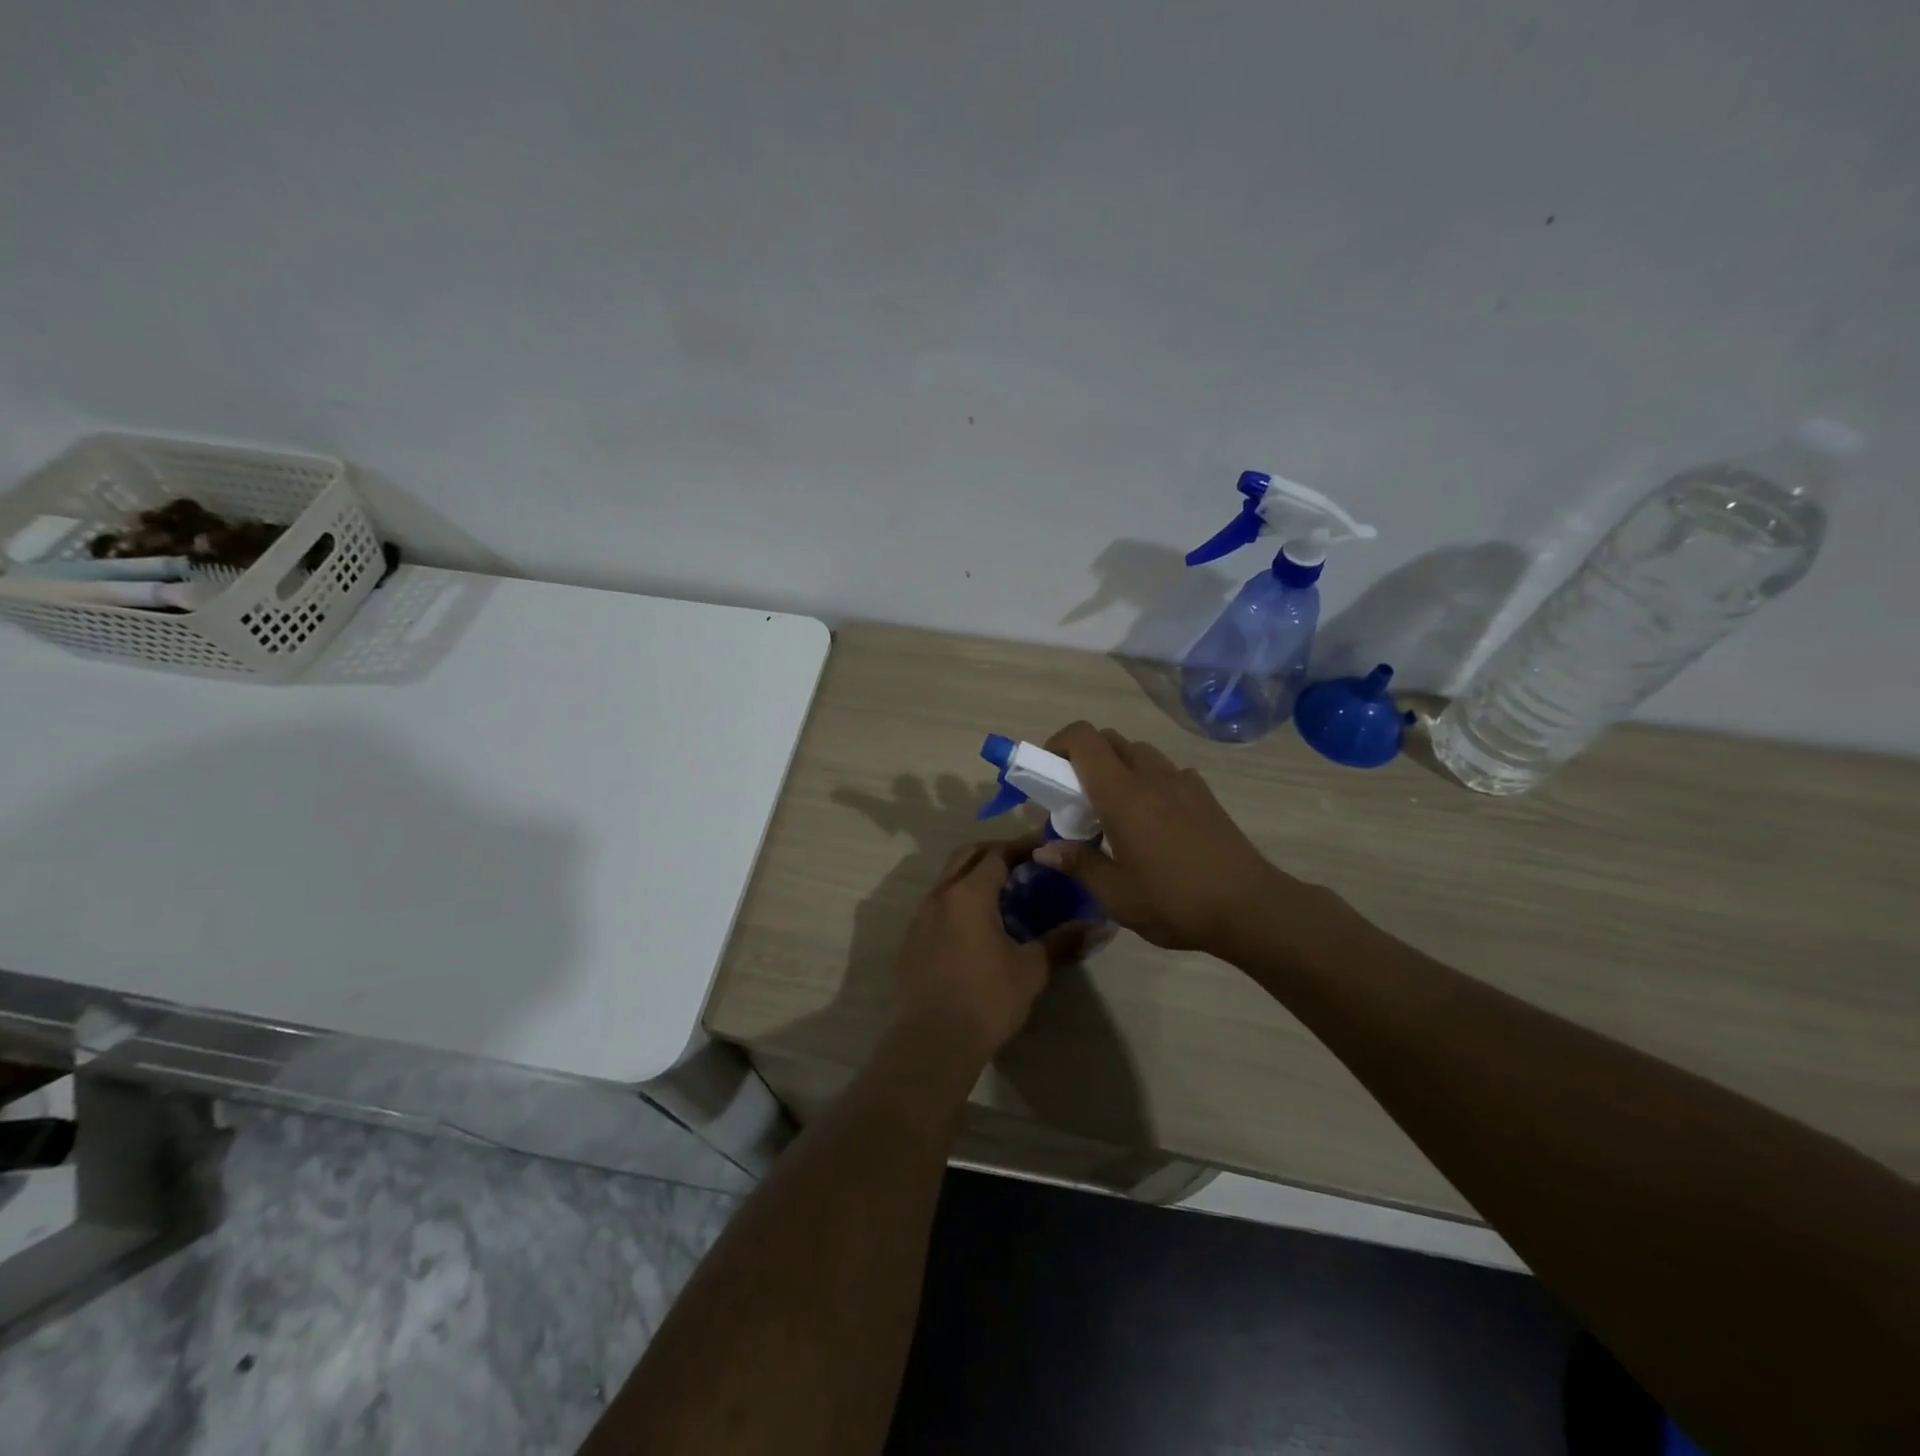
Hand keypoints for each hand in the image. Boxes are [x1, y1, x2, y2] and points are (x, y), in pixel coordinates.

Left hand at [891, 837, 1107, 1063]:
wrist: (933, 1040)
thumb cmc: (987, 999)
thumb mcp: (1032, 969)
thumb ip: (1063, 941)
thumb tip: (1101, 926)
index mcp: (970, 893)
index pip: (997, 854)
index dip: (1022, 847)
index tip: (1045, 847)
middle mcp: (941, 895)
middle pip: (967, 856)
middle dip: (995, 852)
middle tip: (1023, 862)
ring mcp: (920, 916)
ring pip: (948, 879)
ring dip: (973, 874)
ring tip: (1001, 892)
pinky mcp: (911, 939)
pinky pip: (936, 905)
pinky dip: (957, 900)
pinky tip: (974, 925)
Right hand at [1034, 722, 1308, 957]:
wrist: (1252, 908)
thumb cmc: (1176, 901)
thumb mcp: (1116, 895)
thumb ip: (1078, 864)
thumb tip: (1044, 849)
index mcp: (1123, 794)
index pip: (1083, 739)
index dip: (1057, 743)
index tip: (1045, 771)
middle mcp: (1151, 775)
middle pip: (1109, 740)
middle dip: (1083, 757)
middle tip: (1073, 796)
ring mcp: (1182, 781)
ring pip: (1138, 752)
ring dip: (1116, 767)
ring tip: (1112, 810)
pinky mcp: (1204, 794)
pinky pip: (1166, 771)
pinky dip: (1147, 780)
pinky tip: (1152, 820)